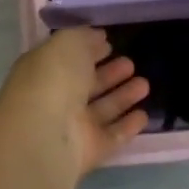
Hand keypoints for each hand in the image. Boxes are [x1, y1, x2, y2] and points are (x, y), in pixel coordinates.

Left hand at [0, 28, 150, 180]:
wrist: (44, 136)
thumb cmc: (52, 80)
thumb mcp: (66, 43)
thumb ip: (84, 37)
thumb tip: (98, 37)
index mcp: (44, 72)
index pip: (68, 59)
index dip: (88, 50)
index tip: (109, 43)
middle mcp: (56, 100)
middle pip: (86, 85)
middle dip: (109, 74)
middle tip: (131, 63)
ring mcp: (72, 127)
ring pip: (102, 109)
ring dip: (123, 96)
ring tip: (145, 84)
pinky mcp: (89, 151)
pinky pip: (112, 136)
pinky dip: (128, 126)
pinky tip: (144, 115)